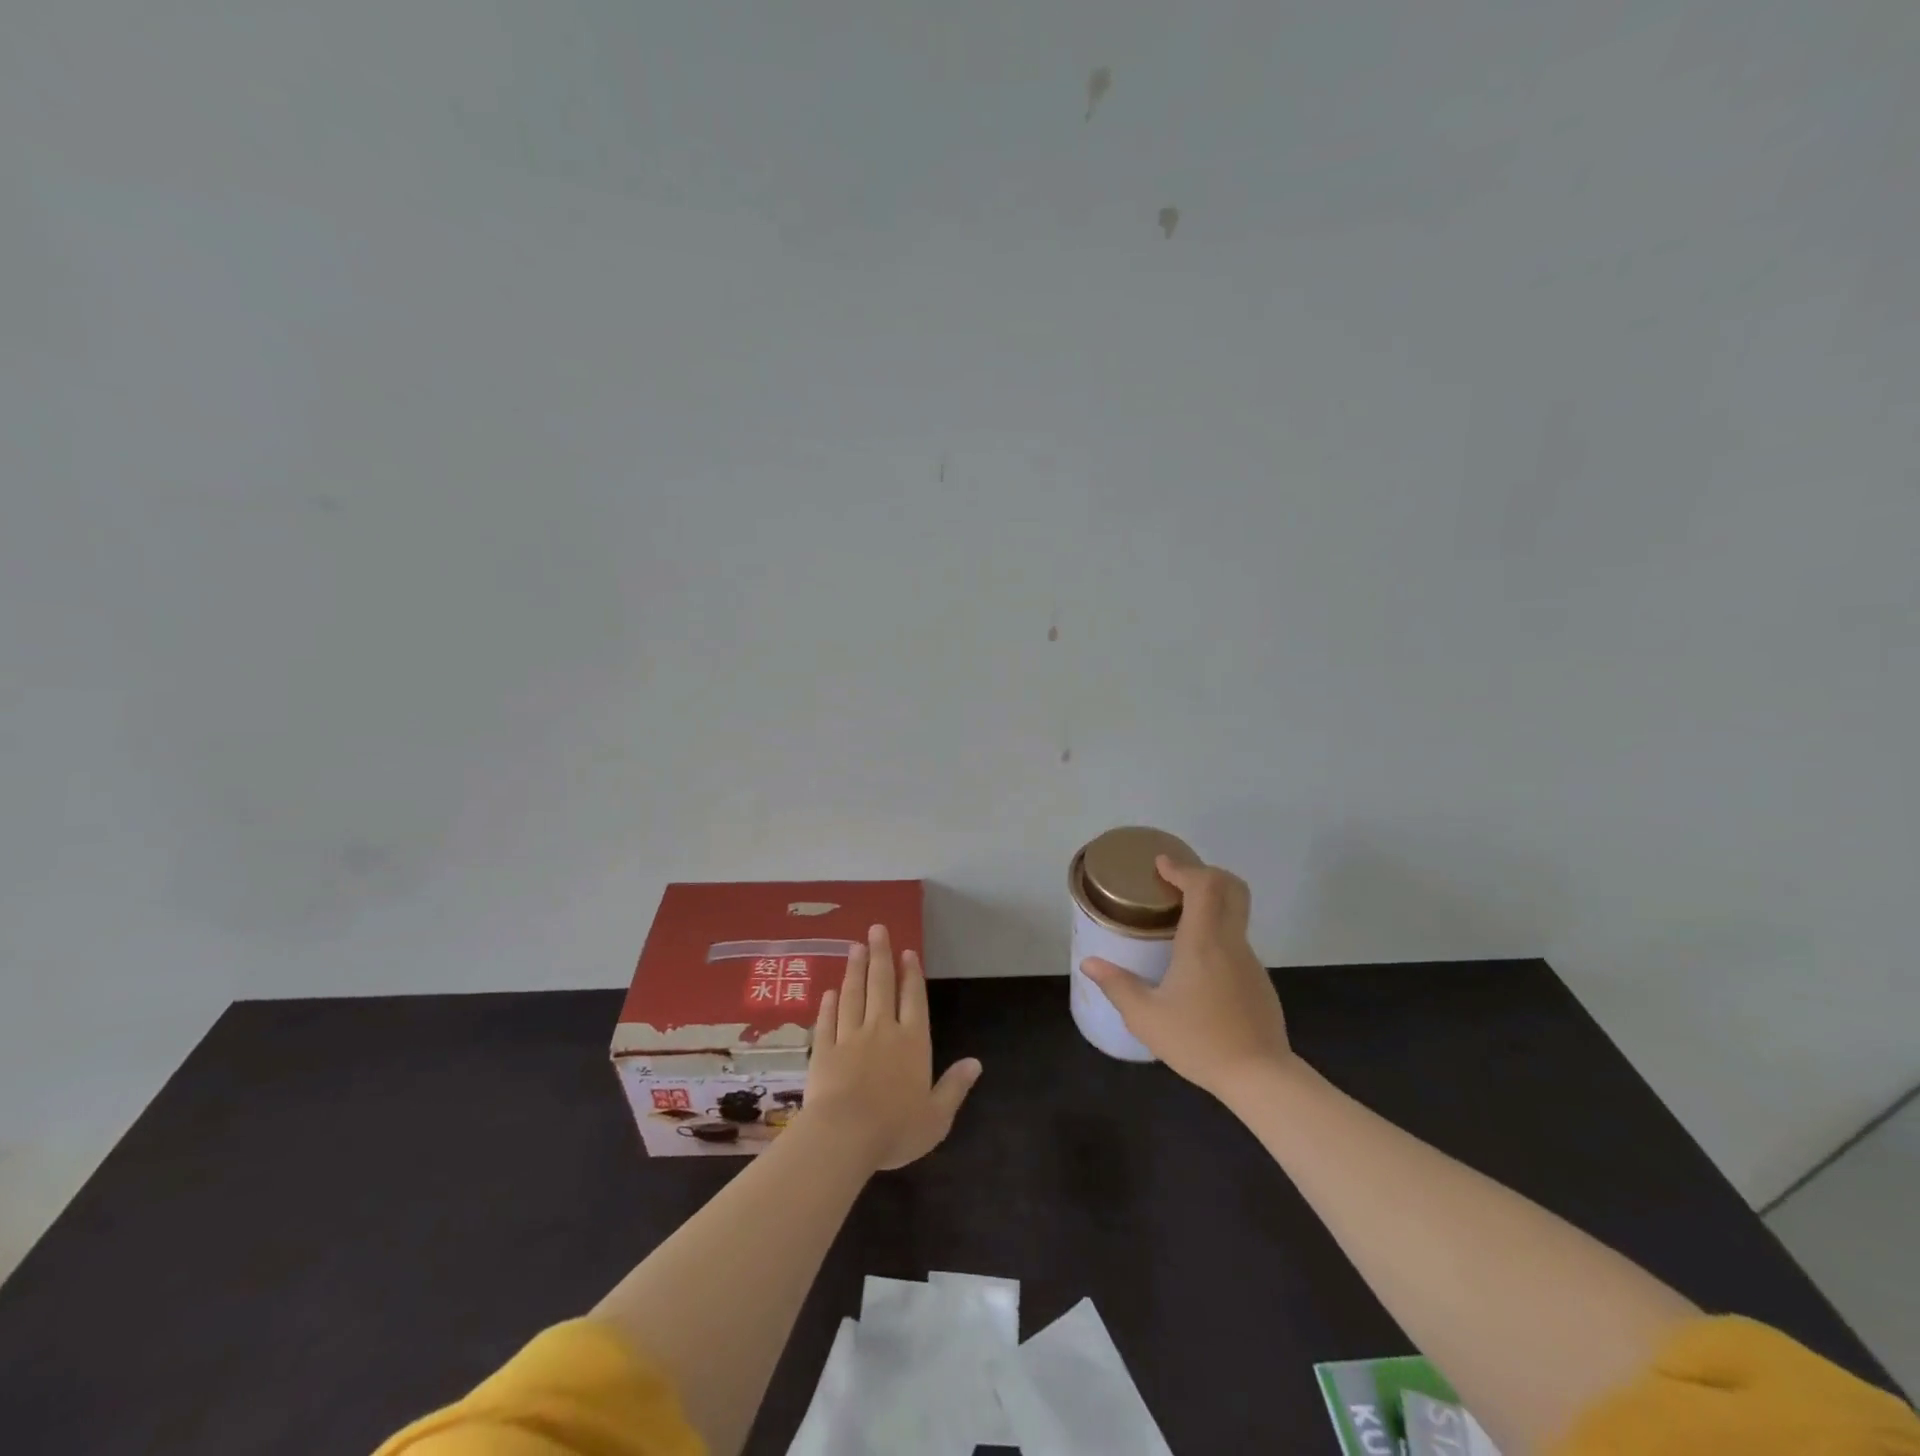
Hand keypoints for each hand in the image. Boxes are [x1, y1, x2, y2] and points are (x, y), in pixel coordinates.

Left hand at [802, 925, 982, 1171]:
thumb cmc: (896, 1129)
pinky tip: (830, 991)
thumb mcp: (937, 1116)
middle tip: (876, 929)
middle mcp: (882, 1030)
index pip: (914, 1000)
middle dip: (881, 956)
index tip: (907, 951)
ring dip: (855, 970)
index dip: (912, 975)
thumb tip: (976, 1062)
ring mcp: (850, 1037)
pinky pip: (828, 1021)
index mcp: (912, 1042)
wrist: (844, 1136)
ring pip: (853, 995)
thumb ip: (954, 1087)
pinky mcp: (824, 1050)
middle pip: (881, 985)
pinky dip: (829, 1004)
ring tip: (855, 947)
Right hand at [1081, 856, 1291, 1098]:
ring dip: (1211, 904)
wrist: (1260, 1077)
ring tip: (1179, 920)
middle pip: (1231, 888)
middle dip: (1206, 874)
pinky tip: (1197, 964)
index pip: (1204, 885)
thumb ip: (1117, 985)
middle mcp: (1230, 942)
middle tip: (1176, 881)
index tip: (1161, 865)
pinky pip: (1237, 942)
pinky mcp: (1258, 980)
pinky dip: (1218, 933)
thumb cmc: (1199, 1041)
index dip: (1183, 868)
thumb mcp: (1146, 1017)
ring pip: (1235, 914)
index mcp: (1203, 942)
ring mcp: (1250, 961)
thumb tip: (1089, 963)